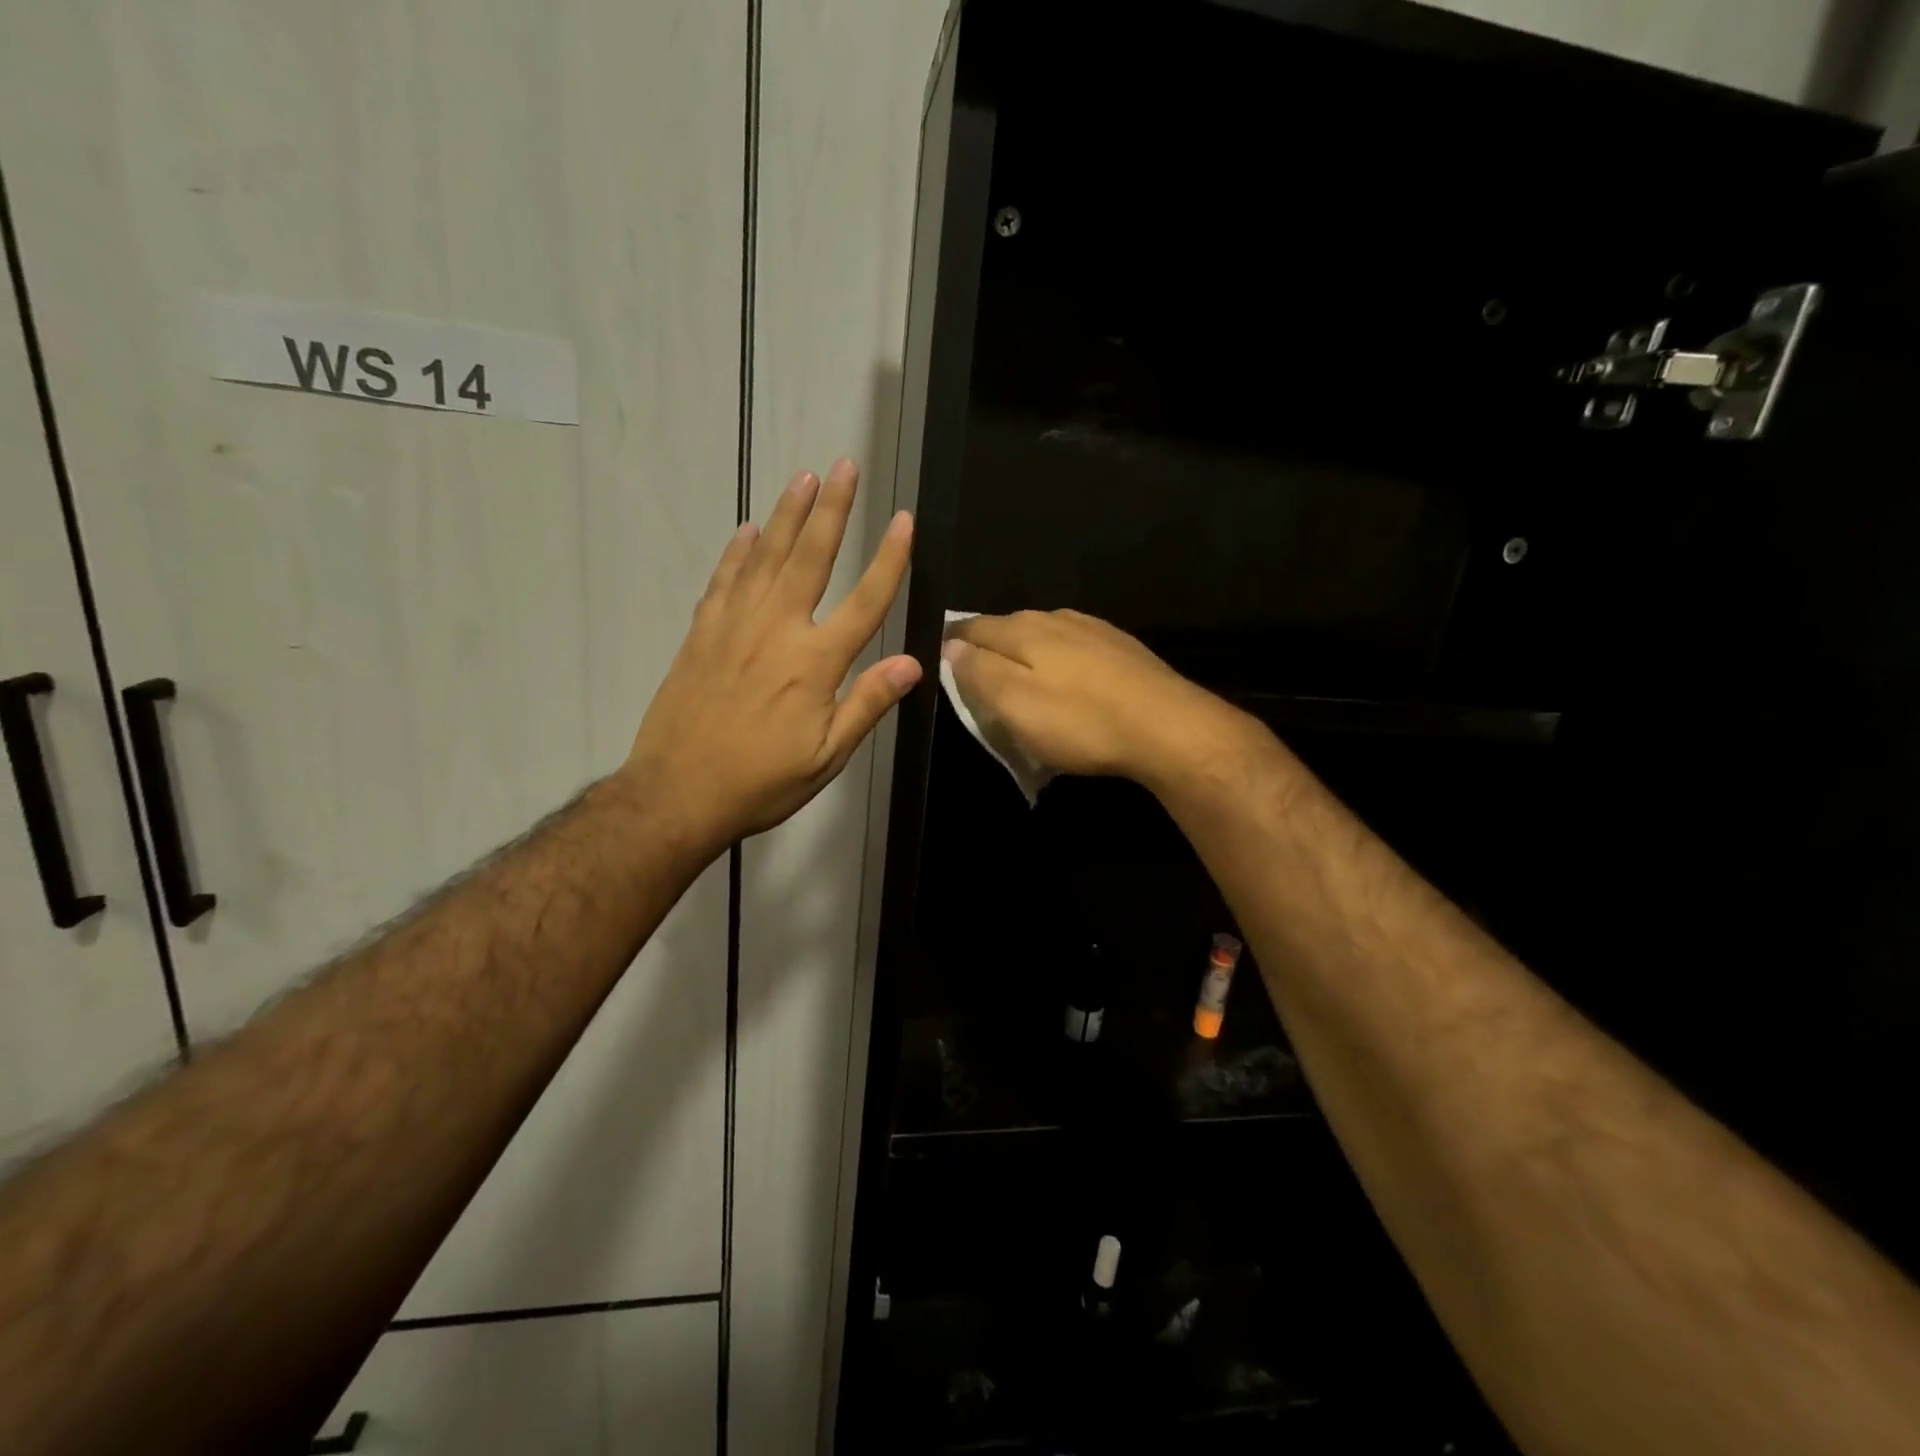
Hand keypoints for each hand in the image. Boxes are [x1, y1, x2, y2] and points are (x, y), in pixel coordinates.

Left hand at [623, 459, 920, 852]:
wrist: (677, 793)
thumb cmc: (761, 782)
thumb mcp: (826, 756)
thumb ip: (867, 704)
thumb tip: (912, 663)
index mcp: (814, 663)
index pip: (864, 601)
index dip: (888, 559)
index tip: (903, 521)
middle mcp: (776, 630)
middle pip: (810, 558)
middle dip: (832, 510)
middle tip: (844, 466)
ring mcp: (734, 626)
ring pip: (765, 557)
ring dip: (786, 515)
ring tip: (803, 478)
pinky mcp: (702, 633)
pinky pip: (724, 580)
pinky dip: (737, 552)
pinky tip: (748, 531)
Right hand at [942, 610, 1250, 783]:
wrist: (1166, 727)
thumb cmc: (1080, 721)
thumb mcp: (1015, 704)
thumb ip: (978, 671)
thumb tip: (950, 645)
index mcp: (1022, 629)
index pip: (971, 627)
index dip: (952, 645)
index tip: (941, 664)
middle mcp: (1055, 617)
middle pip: (1007, 628)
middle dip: (988, 648)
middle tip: (977, 679)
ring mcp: (1092, 629)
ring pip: (1043, 635)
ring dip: (1026, 654)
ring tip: (1021, 681)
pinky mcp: (1121, 647)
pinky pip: (1075, 648)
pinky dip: (1060, 662)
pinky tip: (1069, 682)